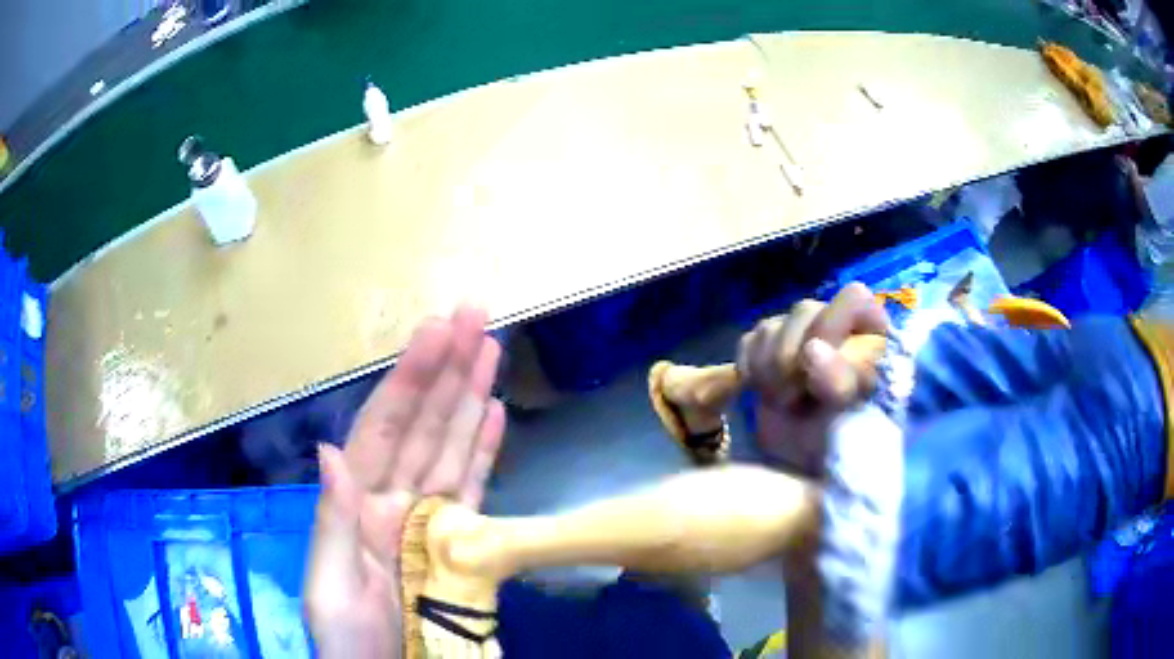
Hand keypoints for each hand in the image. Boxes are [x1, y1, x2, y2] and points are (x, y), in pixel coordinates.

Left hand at [305, 306, 505, 658]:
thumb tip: (332, 450)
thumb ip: (332, 520)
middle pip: (424, 425)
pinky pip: (474, 489)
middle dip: (447, 370)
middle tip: (474, 315)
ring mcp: (430, 520)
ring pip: (452, 446)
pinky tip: (493, 414)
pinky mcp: (463, 544)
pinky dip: (484, 451)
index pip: (385, 428)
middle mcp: (394, 501)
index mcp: (359, 506)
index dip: (409, 379)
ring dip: (470, 397)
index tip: (434, 331)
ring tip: (490, 348)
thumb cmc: (351, 641)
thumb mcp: (329, 587)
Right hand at [736, 282, 887, 474]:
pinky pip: (749, 342)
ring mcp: (796, 330)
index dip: (833, 329)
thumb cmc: (842, 435)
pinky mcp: (764, 345)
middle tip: (799, 398)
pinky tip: (767, 392)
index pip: (852, 298)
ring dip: (773, 371)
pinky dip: (752, 372)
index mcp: (870, 328)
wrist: (804, 464)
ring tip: (787, 402)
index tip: (820, 368)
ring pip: (772, 326)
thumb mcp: (853, 409)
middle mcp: (834, 319)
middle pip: (804, 311)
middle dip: (794, 359)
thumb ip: (841, 377)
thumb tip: (813, 349)